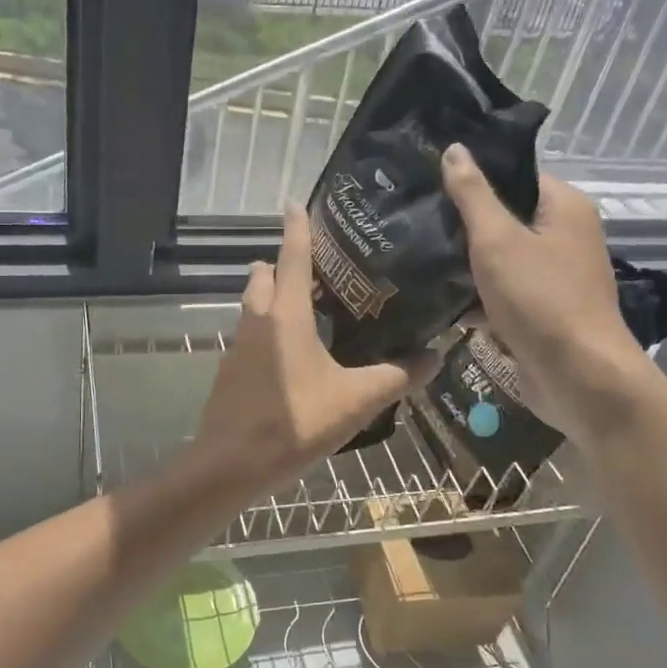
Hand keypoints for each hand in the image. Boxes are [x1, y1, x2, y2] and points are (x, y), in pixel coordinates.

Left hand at [194, 203, 439, 492]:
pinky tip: (292, 355)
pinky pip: (250, 335)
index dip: (296, 228)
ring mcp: (238, 347)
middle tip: (318, 268)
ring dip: (272, 296)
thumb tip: (437, 355)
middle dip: (282, 264)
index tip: (295, 202)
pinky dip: (268, 329)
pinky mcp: (231, 371)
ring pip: (253, 306)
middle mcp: (257, 321)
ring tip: (309, 308)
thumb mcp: (355, 401)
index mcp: (286, 316)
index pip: (291, 257)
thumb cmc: (294, 424)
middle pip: (265, 277)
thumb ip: (396, 376)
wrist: (229, 465)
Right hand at [441, 144, 654, 445]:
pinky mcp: (540, 312)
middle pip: (505, 218)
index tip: (427, 180)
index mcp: (564, 208)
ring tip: (413, 255)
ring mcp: (553, 277)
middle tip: (412, 218)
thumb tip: (454, 148)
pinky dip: (475, 297)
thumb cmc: (540, 299)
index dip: (474, 177)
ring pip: (499, 259)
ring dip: (463, 264)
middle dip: (461, 224)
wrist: (577, 377)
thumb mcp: (498, 240)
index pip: (515, 176)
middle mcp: (564, 237)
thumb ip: (473, 195)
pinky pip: (501, 293)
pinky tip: (434, 299)